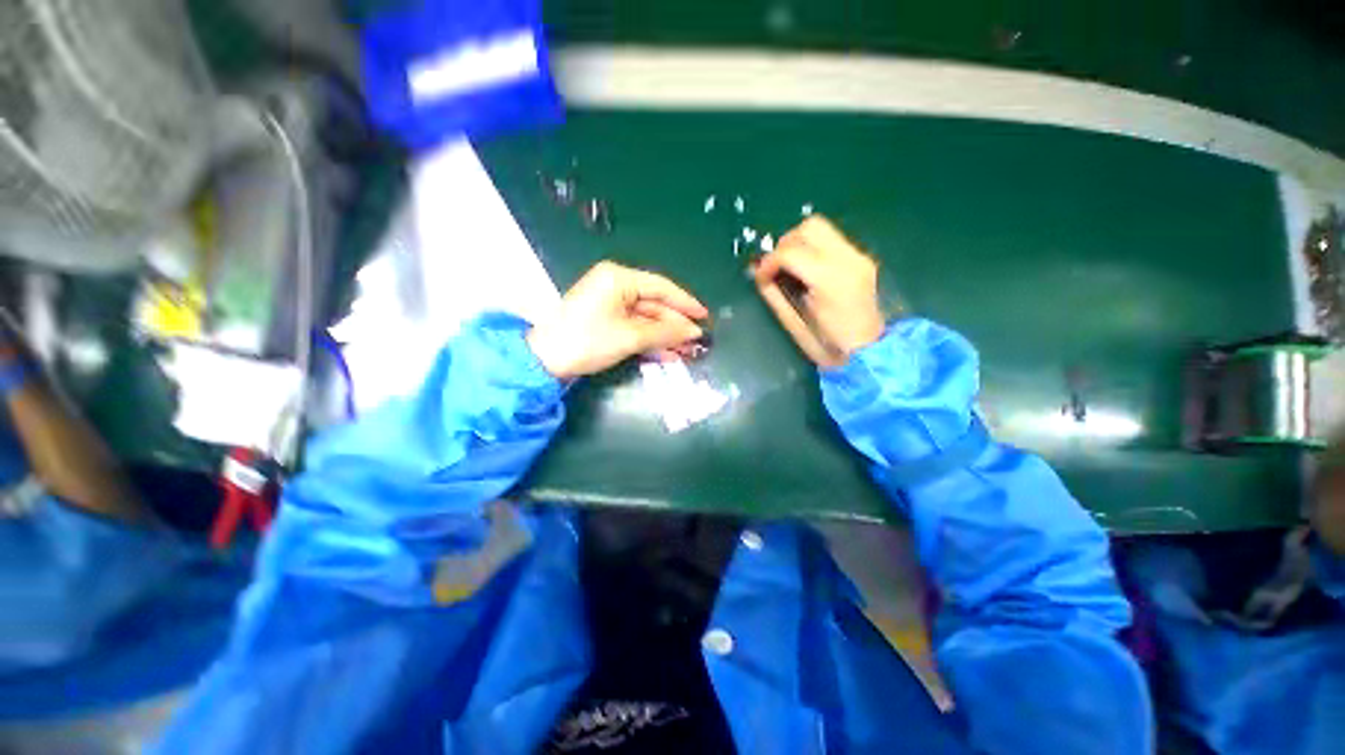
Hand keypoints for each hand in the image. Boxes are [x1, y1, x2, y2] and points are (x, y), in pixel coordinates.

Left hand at [527, 261, 708, 378]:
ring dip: (665, 335)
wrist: (545, 361)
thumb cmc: (588, 341)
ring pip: (646, 318)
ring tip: (687, 352)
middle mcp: (615, 285)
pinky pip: (634, 327)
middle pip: (655, 304)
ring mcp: (610, 303)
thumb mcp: (630, 336)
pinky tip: (667, 354)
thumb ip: (664, 332)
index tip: (705, 317)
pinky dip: (650, 340)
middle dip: (676, 325)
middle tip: (697, 342)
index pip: (661, 287)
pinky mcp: (605, 320)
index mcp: (619, 278)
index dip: (685, 303)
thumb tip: (694, 332)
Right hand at [753, 216, 885, 366]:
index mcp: (829, 279)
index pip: (790, 252)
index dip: (769, 262)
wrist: (868, 352)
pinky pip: (831, 240)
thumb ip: (775, 296)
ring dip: (799, 243)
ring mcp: (859, 256)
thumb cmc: (828, 345)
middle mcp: (848, 259)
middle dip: (785, 245)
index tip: (760, 278)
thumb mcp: (795, 324)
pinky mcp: (862, 259)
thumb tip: (760, 277)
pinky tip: (808, 270)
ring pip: (821, 228)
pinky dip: (812, 249)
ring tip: (790, 267)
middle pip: (809, 228)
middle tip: (776, 268)